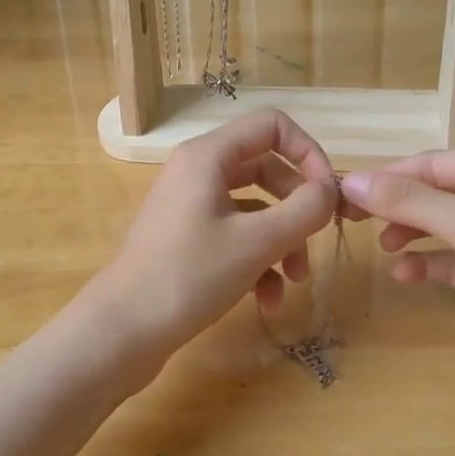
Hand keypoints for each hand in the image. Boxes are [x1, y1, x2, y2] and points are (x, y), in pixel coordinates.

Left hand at [88, 109, 340, 364]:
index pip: (272, 125)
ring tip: (295, 282)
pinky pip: (235, 236)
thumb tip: (331, 191)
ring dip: (282, 242)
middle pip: (266, 169)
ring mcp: (190, 206)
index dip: (308, 152)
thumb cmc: (190, 276)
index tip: (328, 194)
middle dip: (297, 208)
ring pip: (254, 209)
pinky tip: (267, 302)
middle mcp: (197, 172)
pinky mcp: (188, 239)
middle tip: (316, 240)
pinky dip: (257, 262)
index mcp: (208, 155)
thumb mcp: (257, 242)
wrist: (123, 330)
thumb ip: (304, 210)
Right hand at [340, 147, 454, 423]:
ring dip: (412, 233)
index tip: (342, 193)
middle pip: (438, 193)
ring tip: (383, 247)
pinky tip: (405, 275)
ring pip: (445, 227)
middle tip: (352, 219)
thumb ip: (408, 201)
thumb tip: (349, 180)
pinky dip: (429, 265)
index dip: (389, 177)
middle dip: (398, 205)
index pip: (435, 163)